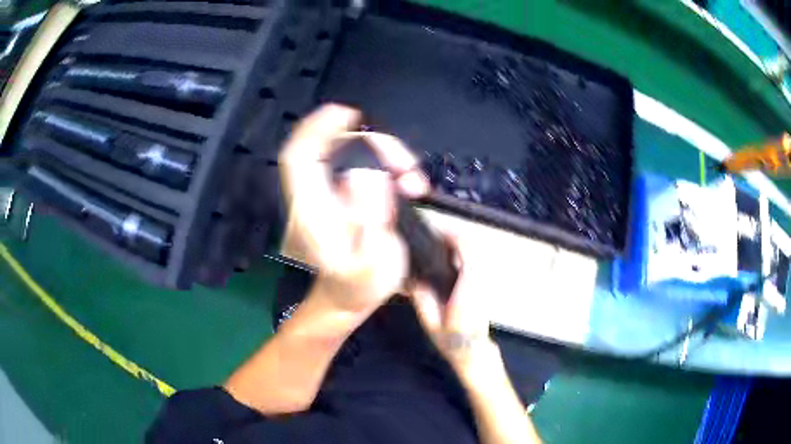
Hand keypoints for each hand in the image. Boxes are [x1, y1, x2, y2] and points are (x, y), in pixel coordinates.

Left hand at [279, 104, 428, 317]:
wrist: (350, 296)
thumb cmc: (360, 286)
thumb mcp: (371, 262)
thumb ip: (370, 217)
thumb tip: (369, 172)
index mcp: (312, 210)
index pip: (300, 156)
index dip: (318, 128)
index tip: (348, 114)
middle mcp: (312, 194)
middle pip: (331, 146)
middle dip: (373, 144)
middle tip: (407, 166)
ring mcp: (325, 192)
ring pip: (349, 152)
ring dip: (386, 155)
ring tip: (414, 181)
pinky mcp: (340, 193)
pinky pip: (360, 163)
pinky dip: (386, 164)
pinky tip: (407, 181)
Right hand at [409, 233, 498, 374]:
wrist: (472, 350)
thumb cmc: (451, 339)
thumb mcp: (430, 320)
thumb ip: (421, 297)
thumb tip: (411, 278)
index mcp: (468, 288)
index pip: (468, 251)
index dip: (454, 237)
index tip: (438, 233)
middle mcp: (481, 281)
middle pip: (475, 247)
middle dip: (456, 237)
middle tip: (437, 237)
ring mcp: (486, 283)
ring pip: (478, 253)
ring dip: (462, 245)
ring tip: (442, 246)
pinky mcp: (485, 286)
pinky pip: (478, 262)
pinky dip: (466, 255)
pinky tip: (451, 260)